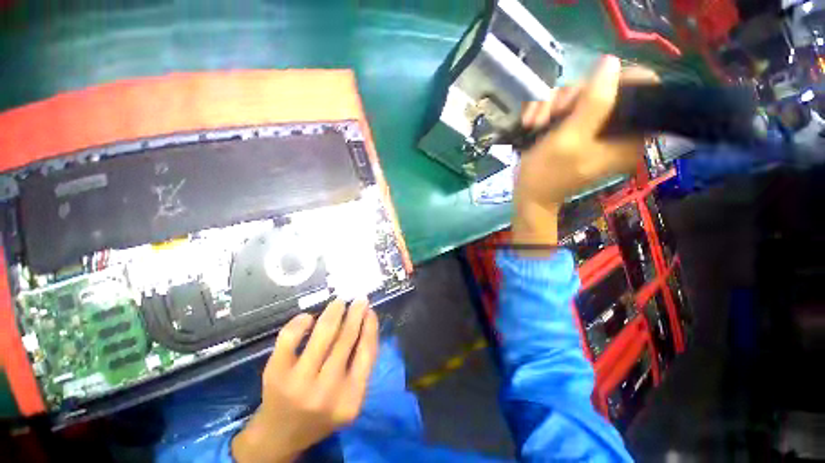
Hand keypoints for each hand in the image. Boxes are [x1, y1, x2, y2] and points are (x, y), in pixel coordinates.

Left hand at [232, 299, 378, 462]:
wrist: (280, 435)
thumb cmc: (322, 412)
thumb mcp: (350, 397)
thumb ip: (362, 365)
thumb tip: (366, 322)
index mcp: (350, 398)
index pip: (367, 353)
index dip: (370, 327)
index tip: (371, 311)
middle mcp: (326, 391)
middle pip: (346, 339)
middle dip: (355, 313)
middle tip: (359, 299)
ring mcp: (298, 382)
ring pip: (322, 334)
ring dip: (334, 312)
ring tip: (339, 302)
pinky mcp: (275, 373)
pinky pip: (290, 337)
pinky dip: (300, 321)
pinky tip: (308, 317)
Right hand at [513, 56, 658, 248]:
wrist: (529, 195)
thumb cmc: (547, 174)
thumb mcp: (569, 140)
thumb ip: (593, 104)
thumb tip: (611, 62)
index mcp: (630, 136)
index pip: (642, 89)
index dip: (614, 81)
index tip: (584, 92)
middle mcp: (617, 129)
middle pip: (605, 88)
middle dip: (573, 97)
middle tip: (552, 113)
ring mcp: (595, 129)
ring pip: (581, 95)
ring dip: (553, 105)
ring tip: (535, 123)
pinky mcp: (577, 129)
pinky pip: (566, 107)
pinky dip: (547, 111)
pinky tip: (533, 123)